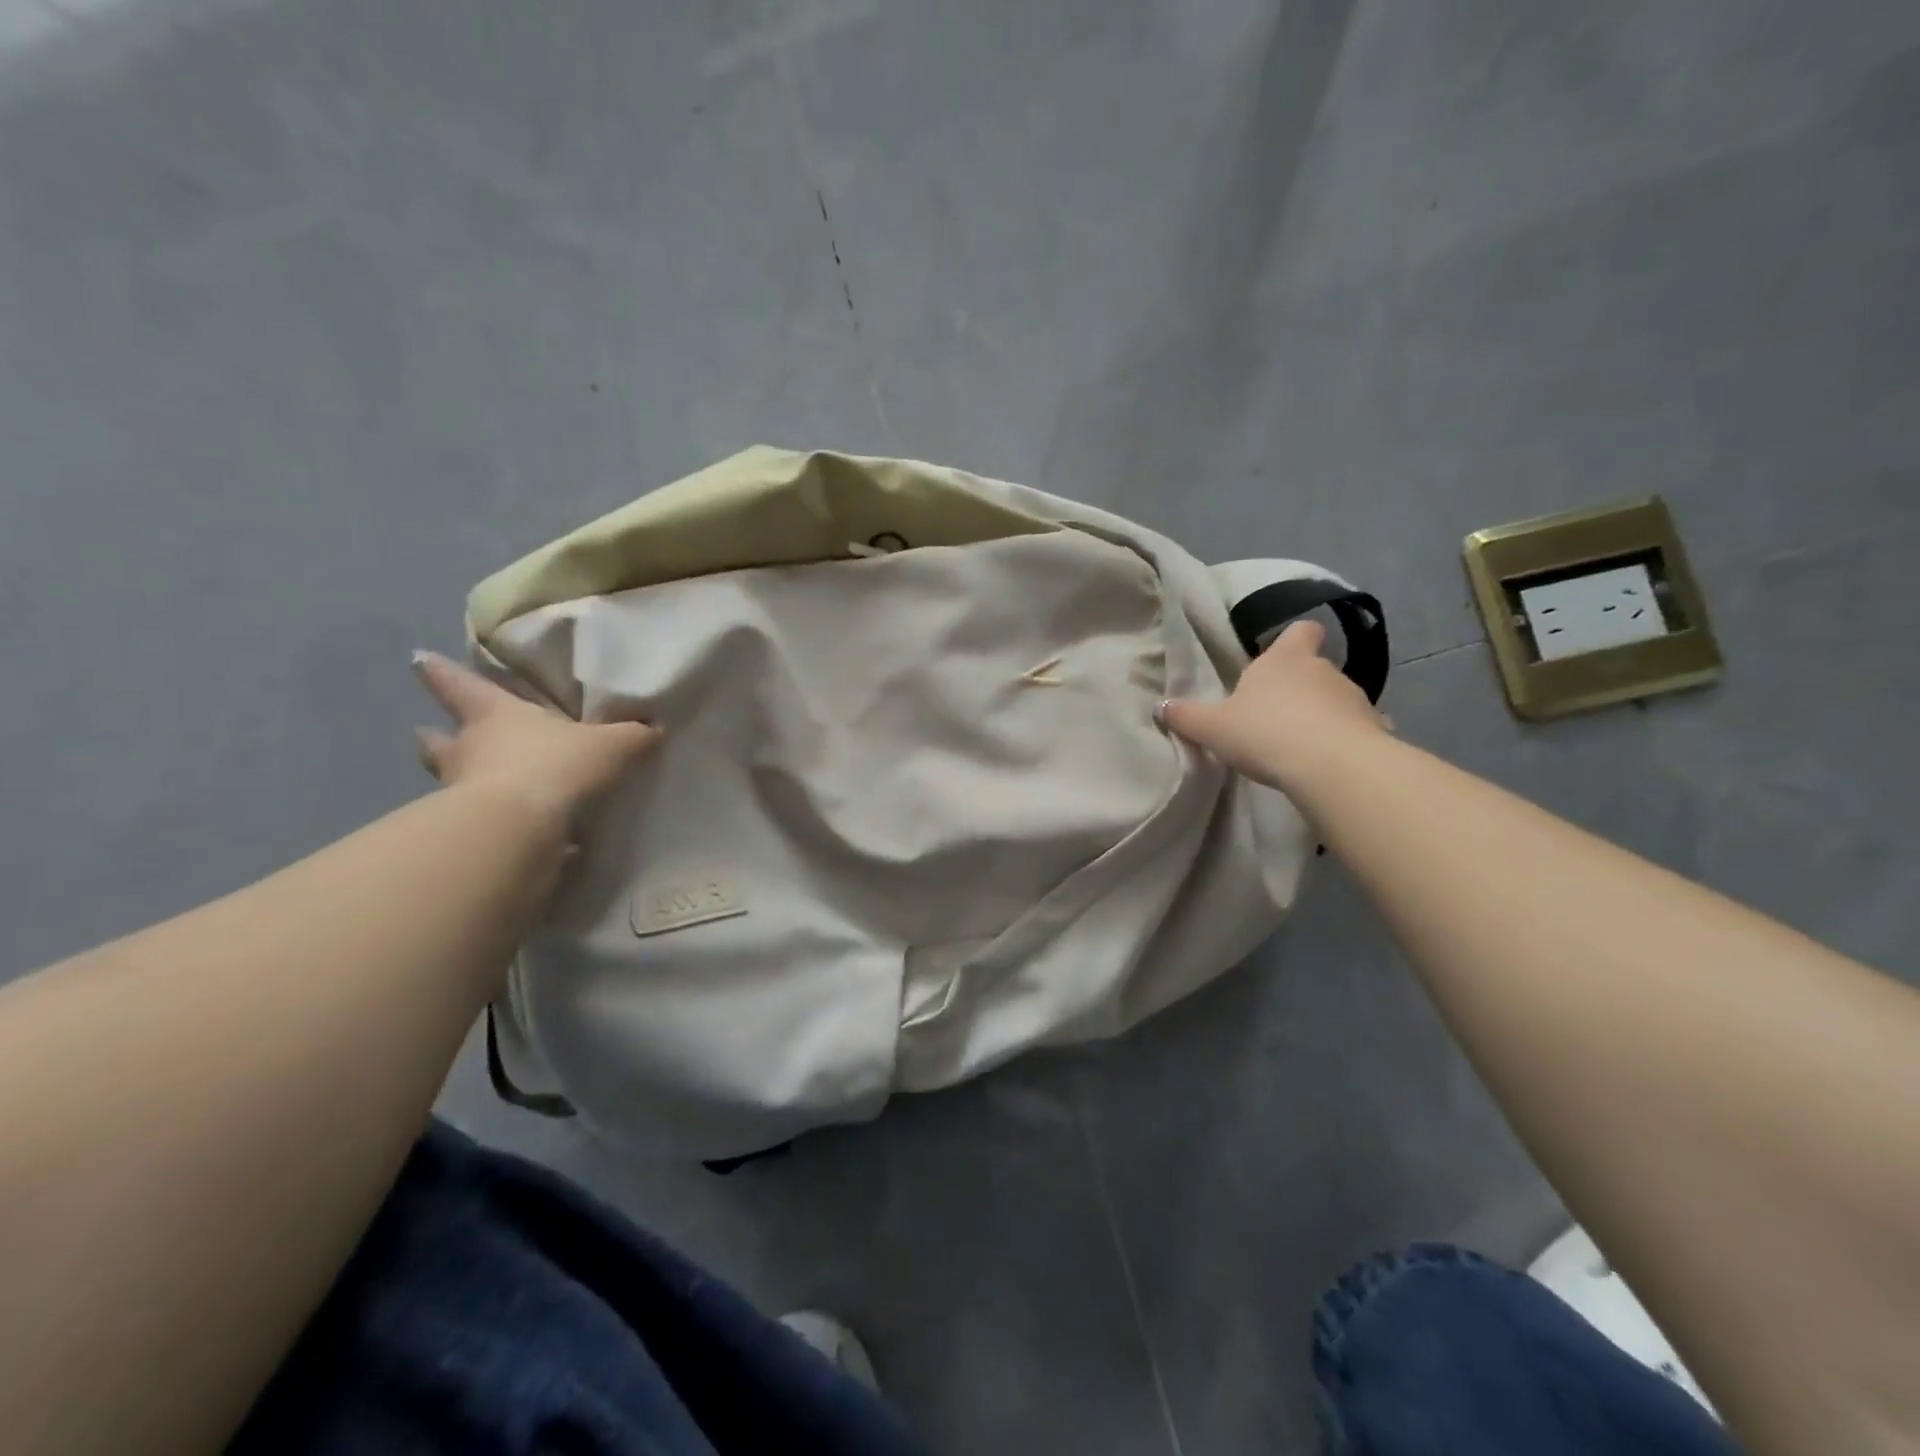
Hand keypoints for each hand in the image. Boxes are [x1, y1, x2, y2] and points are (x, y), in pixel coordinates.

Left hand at [411, 651, 659, 829]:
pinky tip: (512, 834)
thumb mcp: (610, 745)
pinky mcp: (471, 833)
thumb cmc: (557, 765)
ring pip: (450, 783)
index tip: (419, 659)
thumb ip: (632, 736)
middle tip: (429, 734)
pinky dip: (491, 825)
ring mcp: (461, 794)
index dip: (441, 673)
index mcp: (495, 716)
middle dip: (435, 737)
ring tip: (476, 789)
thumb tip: (654, 727)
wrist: (521, 828)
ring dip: (458, 783)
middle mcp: (469, 751)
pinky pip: (478, 824)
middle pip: (438, 741)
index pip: (460, 686)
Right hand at [1160, 621, 1387, 793]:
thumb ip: (1187, 717)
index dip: (1293, 638)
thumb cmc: (1264, 732)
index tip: (1283, 653)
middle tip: (1275, 714)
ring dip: (1321, 715)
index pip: (1300, 631)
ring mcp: (1353, 698)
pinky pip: (1354, 729)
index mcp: (1283, 660)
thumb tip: (1161, 706)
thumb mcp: (1212, 727)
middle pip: (1314, 668)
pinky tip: (1326, 763)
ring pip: (1335, 699)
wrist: (1330, 766)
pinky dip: (1341, 740)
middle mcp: (1322, 670)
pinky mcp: (1374, 729)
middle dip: (1299, 687)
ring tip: (1300, 744)